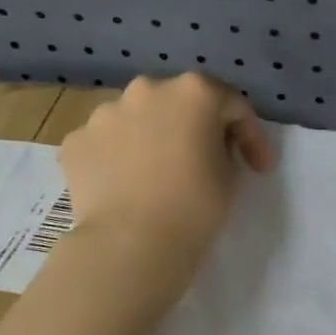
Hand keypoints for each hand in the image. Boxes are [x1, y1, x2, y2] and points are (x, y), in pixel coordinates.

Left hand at [58, 73, 275, 285]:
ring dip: (152, 139)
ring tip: (158, 176)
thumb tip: (204, 147)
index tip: (259, 168)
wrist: (131, 244)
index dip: (251, 136)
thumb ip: (223, 147)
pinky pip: (107, 144)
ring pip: (138, 120)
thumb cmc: (195, 205)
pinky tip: (127, 187)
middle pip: (179, 103)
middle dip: (195, 127)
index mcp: (194, 91)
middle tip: (205, 161)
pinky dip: (118, 158)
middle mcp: (147, 90)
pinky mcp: (76, 142)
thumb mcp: (232, 174)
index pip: (233, 105)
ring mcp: (105, 113)